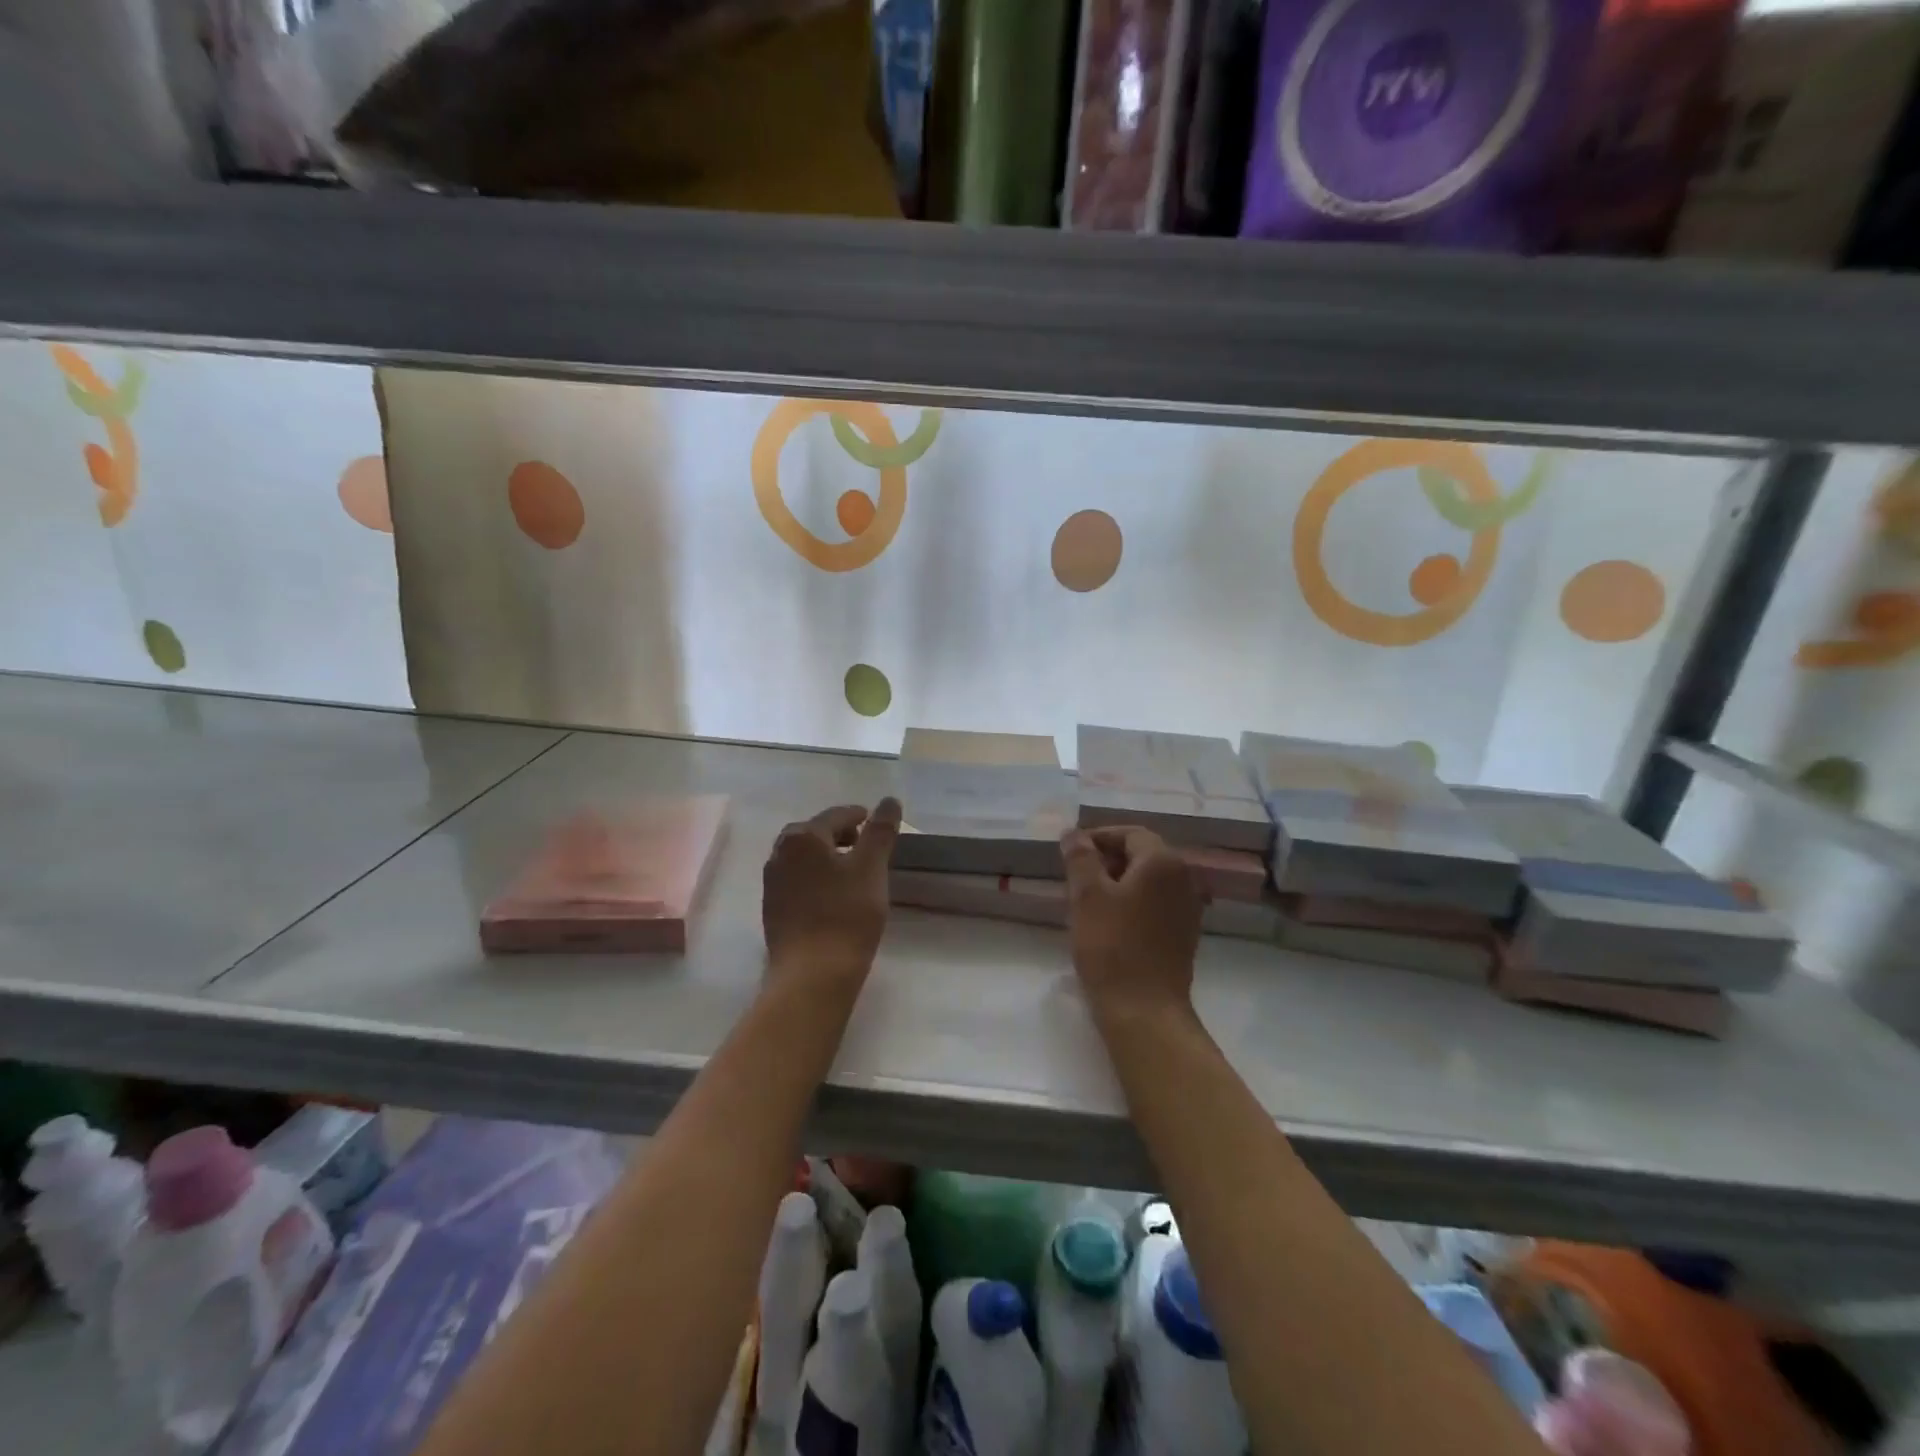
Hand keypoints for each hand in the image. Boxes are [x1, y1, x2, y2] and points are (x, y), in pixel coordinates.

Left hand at [762, 798, 901, 994]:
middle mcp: (779, 853)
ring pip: (804, 858)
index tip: (878, 824)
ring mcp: (772, 882)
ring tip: (853, 872)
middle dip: (841, 835)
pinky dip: (817, 878)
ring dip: (828, 857)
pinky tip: (834, 896)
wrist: (812, 974)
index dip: (861, 817)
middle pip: (815, 833)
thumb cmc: (846, 914)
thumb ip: (881, 831)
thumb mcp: (872, 868)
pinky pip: (797, 880)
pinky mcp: (772, 909)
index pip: (836, 815)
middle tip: (866, 847)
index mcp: (802, 837)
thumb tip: (889, 800)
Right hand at [1061, 826, 1202, 1021]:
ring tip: (1087, 901)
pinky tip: (1109, 923)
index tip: (1070, 851)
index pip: (1130, 833)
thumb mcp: (1086, 896)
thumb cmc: (1112, 946)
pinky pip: (1155, 904)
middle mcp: (1183, 879)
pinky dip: (1132, 903)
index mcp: (1163, 862)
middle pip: (1142, 855)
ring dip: (1118, 882)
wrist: (1145, 1011)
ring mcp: (1187, 909)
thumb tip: (1074, 834)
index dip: (1098, 837)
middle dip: (1107, 859)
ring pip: (1148, 881)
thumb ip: (1080, 858)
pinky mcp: (1183, 936)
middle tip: (1075, 876)